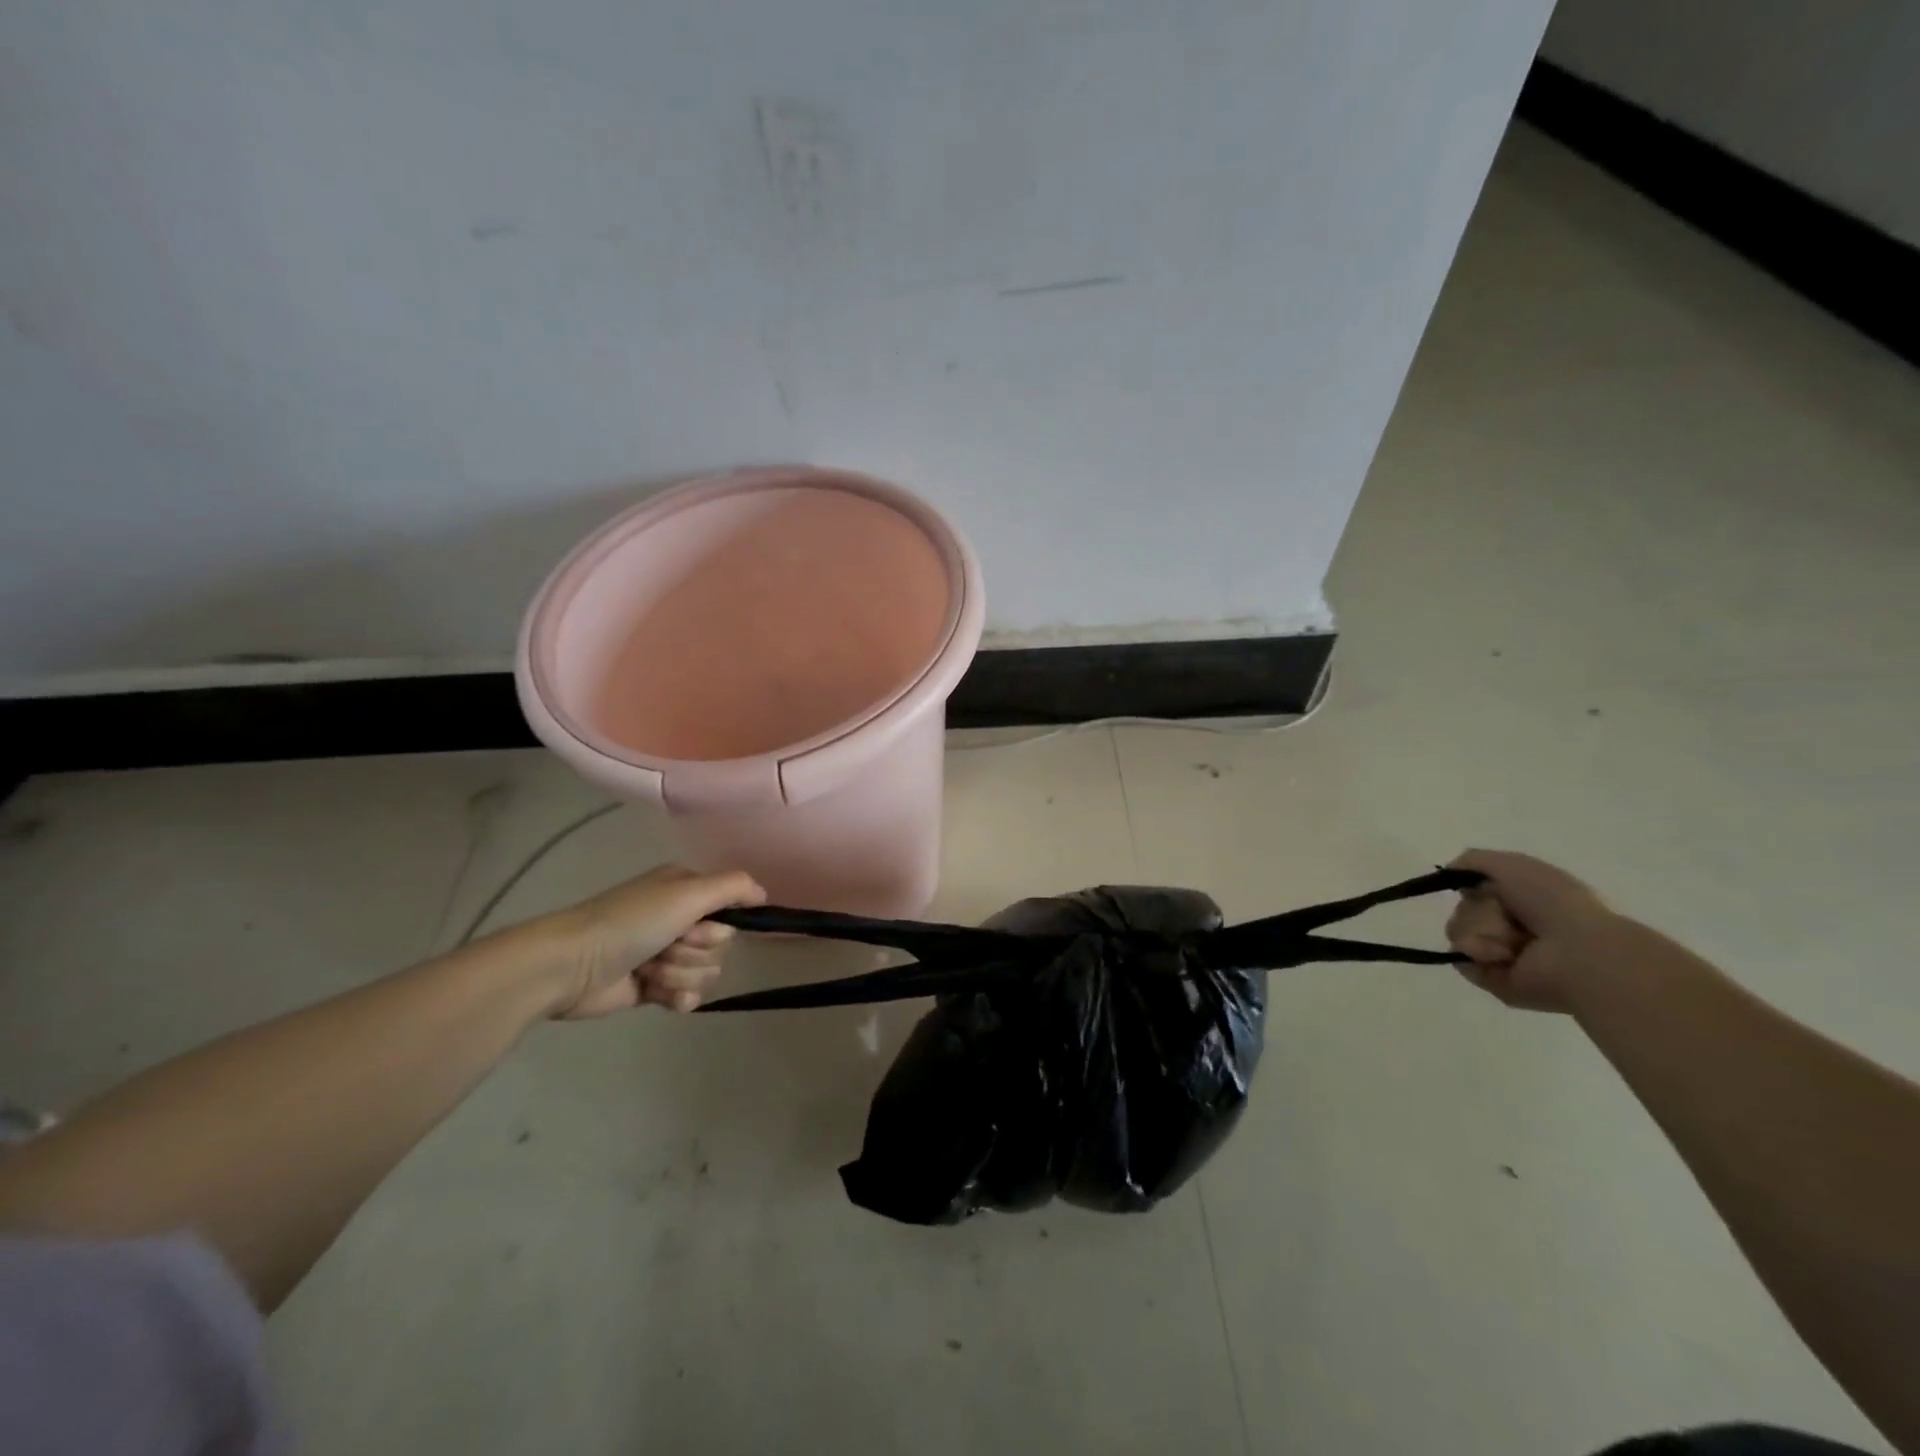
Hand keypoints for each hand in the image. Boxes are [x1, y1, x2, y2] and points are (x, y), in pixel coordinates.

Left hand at [532, 865, 765, 1018]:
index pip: (730, 911)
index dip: (717, 926)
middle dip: (694, 952)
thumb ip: (733, 886)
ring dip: (679, 974)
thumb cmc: (631, 922)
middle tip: (664, 947)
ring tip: (649, 971)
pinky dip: (677, 997)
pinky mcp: (652, 987)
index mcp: (685, 891)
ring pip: (706, 972)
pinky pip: (689, 995)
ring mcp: (665, 954)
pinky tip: (658, 996)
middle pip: (720, 945)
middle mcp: (678, 919)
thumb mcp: (687, 892)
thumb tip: (764, 894)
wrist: (571, 966)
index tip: (696, 928)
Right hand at [1445, 849, 1621, 1012]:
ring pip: (1458, 930)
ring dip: (1481, 930)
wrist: (1579, 952)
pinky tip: (1503, 955)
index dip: (1477, 886)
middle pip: (1464, 909)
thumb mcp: (1513, 865)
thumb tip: (1448, 872)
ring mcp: (1501, 955)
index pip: (1477, 890)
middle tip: (1508, 916)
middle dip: (1480, 909)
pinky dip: (1478, 951)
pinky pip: (1460, 957)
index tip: (1485, 887)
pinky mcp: (1491, 979)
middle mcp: (1512, 928)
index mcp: (1524, 902)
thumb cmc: (1554, 903)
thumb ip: (1473, 860)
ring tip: (1513, 942)